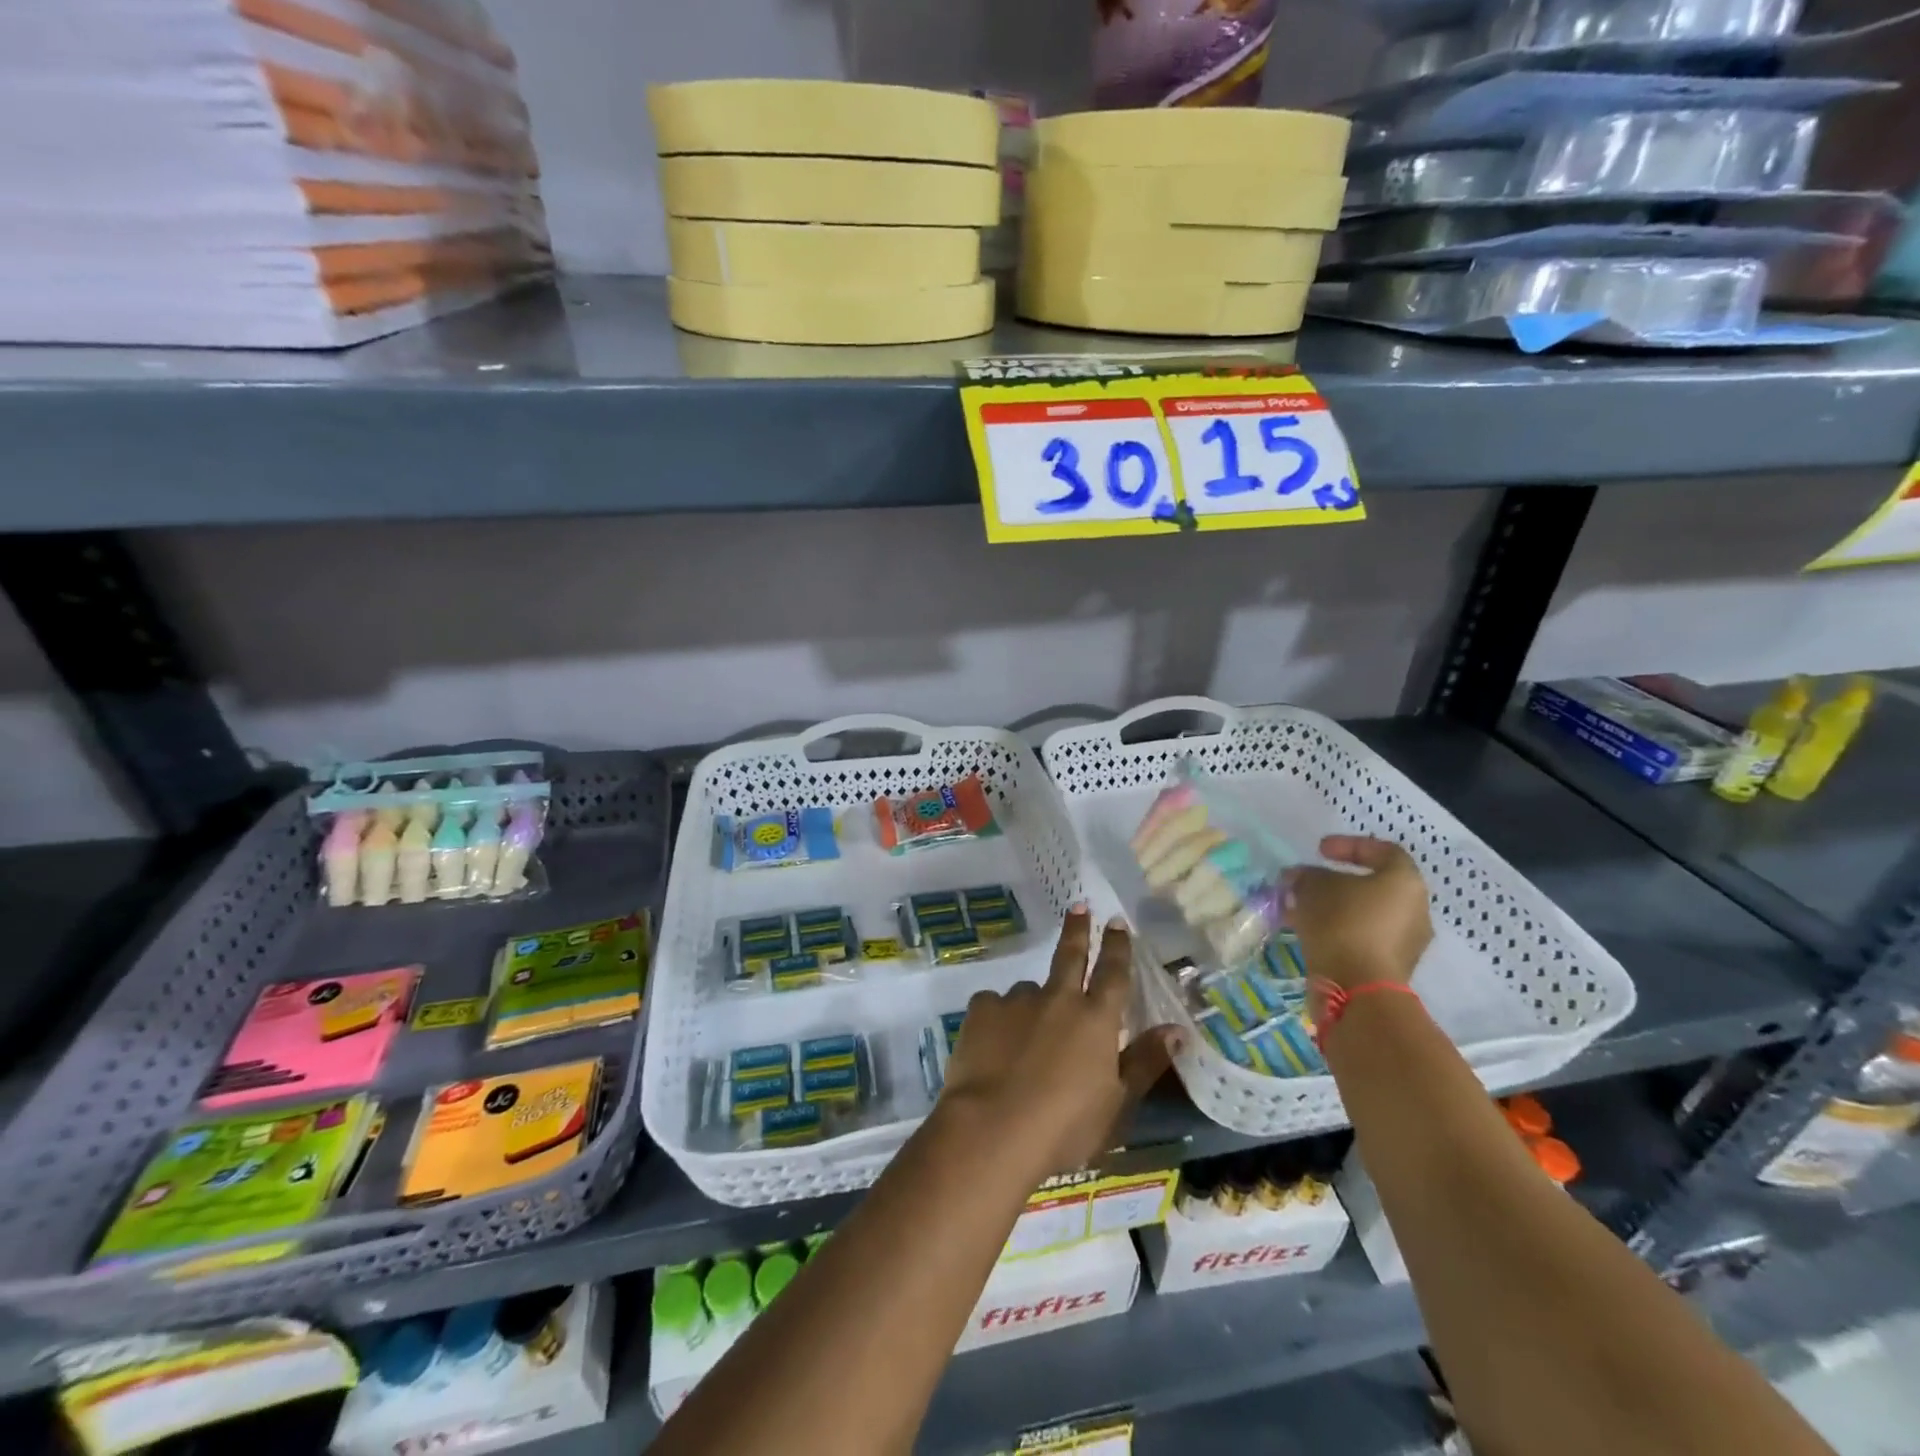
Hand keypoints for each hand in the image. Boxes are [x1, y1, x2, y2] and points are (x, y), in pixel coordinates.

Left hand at [938, 907, 1178, 1180]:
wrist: (993, 1128)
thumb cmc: (1065, 1127)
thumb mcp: (1117, 1105)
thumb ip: (1144, 1062)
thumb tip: (1177, 1030)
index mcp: (1096, 1020)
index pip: (1113, 973)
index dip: (1117, 947)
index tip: (1117, 922)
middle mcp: (1058, 998)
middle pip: (1070, 955)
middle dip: (1078, 929)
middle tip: (1079, 906)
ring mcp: (1017, 1000)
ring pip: (1029, 991)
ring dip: (1033, 1002)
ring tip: (1024, 1036)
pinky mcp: (982, 1008)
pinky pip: (994, 1007)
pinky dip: (998, 1020)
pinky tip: (993, 1045)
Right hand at [1286, 835, 1433, 993]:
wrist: (1359, 989)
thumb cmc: (1342, 924)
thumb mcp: (1313, 889)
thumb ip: (1306, 876)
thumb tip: (1299, 877)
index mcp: (1405, 882)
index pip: (1383, 851)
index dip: (1349, 845)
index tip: (1319, 851)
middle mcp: (1415, 909)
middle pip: (1373, 885)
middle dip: (1335, 882)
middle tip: (1307, 883)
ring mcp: (1407, 941)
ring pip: (1365, 914)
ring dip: (1334, 908)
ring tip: (1301, 910)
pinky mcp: (1393, 966)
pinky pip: (1363, 938)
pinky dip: (1339, 931)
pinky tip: (1310, 933)